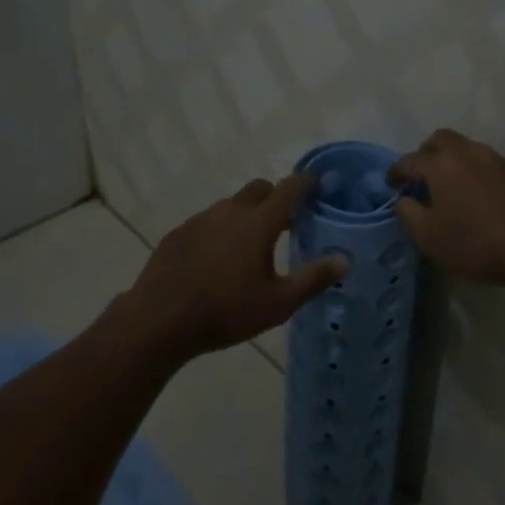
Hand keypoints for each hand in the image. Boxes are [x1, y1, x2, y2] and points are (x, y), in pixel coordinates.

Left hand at [123, 174, 347, 357]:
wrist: (159, 321)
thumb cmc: (226, 312)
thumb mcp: (278, 304)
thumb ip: (313, 279)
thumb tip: (345, 260)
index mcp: (258, 223)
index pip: (288, 189)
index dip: (305, 183)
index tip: (316, 183)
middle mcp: (230, 211)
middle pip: (259, 189)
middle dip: (275, 196)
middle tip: (286, 220)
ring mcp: (200, 220)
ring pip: (231, 205)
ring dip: (246, 213)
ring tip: (250, 243)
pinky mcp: (178, 234)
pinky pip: (207, 221)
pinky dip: (220, 229)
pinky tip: (216, 258)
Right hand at [387, 129, 504, 285]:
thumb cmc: (474, 242)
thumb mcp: (428, 237)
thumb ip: (408, 213)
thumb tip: (403, 200)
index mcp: (440, 164)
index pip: (409, 160)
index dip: (396, 172)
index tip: (391, 185)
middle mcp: (465, 152)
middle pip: (439, 139)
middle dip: (424, 154)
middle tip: (419, 177)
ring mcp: (493, 158)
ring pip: (463, 147)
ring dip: (449, 159)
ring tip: (446, 185)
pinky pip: (482, 160)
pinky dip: (469, 168)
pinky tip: (472, 192)